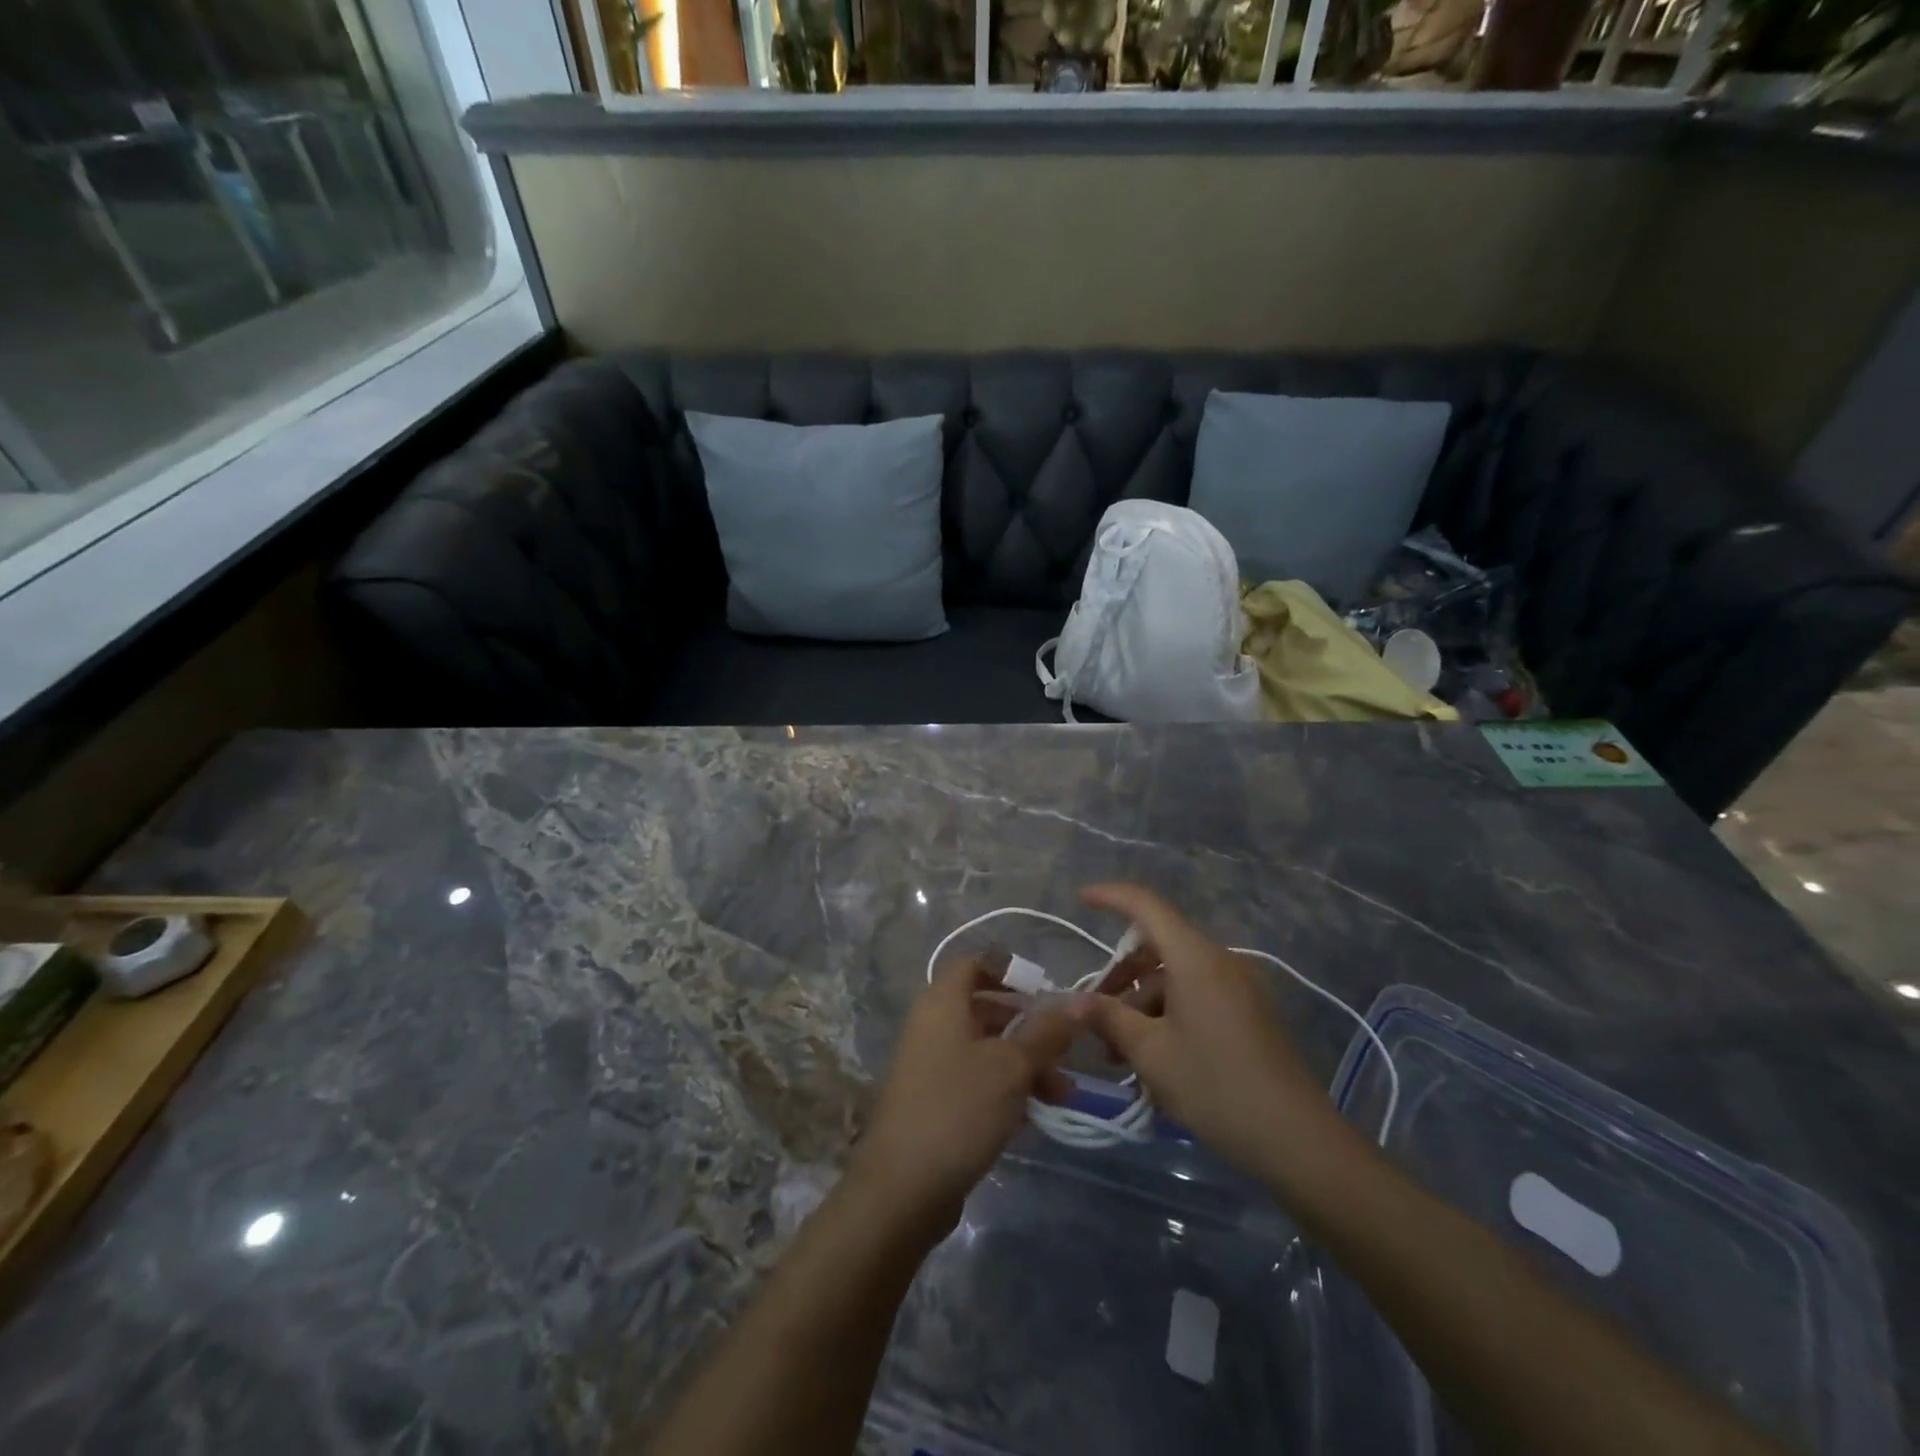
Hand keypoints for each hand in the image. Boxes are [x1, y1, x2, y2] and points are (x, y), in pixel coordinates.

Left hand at [849, 956, 1080, 1231]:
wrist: (902, 1188)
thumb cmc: (959, 1109)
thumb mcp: (1012, 1066)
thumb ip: (1046, 1032)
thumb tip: (1079, 1000)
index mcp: (942, 1003)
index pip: (974, 964)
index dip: (1009, 970)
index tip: (1045, 990)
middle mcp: (932, 1025)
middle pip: (985, 1010)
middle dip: (1029, 1028)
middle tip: (1064, 1051)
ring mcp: (929, 1065)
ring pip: (984, 1050)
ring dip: (1024, 1065)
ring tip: (1062, 1096)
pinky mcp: (932, 1102)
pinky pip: (974, 1081)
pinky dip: (1004, 1090)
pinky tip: (1031, 1118)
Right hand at [1079, 883, 1345, 1181]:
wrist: (1296, 1139)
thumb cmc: (1214, 1086)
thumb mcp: (1150, 1053)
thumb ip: (1108, 1018)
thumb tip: (1071, 1002)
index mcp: (1195, 958)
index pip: (1147, 906)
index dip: (1112, 897)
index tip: (1081, 899)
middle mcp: (1220, 961)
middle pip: (1159, 946)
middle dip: (1122, 975)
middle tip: (1093, 1011)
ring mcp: (1240, 986)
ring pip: (1176, 976)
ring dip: (1143, 1003)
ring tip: (1119, 1052)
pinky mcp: (1250, 1012)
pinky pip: (1198, 995)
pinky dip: (1169, 1013)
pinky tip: (1154, 1055)